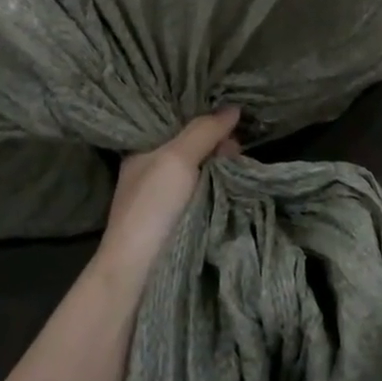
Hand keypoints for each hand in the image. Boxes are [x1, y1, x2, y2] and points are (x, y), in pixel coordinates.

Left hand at [97, 109, 241, 283]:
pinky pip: (208, 193)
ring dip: (223, 166)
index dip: (202, 118)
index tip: (228, 116)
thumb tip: (233, 108)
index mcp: (143, 151)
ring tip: (242, 164)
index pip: (177, 123)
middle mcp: (154, 170)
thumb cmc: (152, 206)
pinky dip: (223, 187)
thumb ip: (204, 131)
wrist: (139, 271)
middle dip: (218, 143)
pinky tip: (239, 182)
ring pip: (204, 170)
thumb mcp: (176, 158)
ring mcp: (168, 198)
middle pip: (194, 146)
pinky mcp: (183, 219)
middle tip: (236, 147)